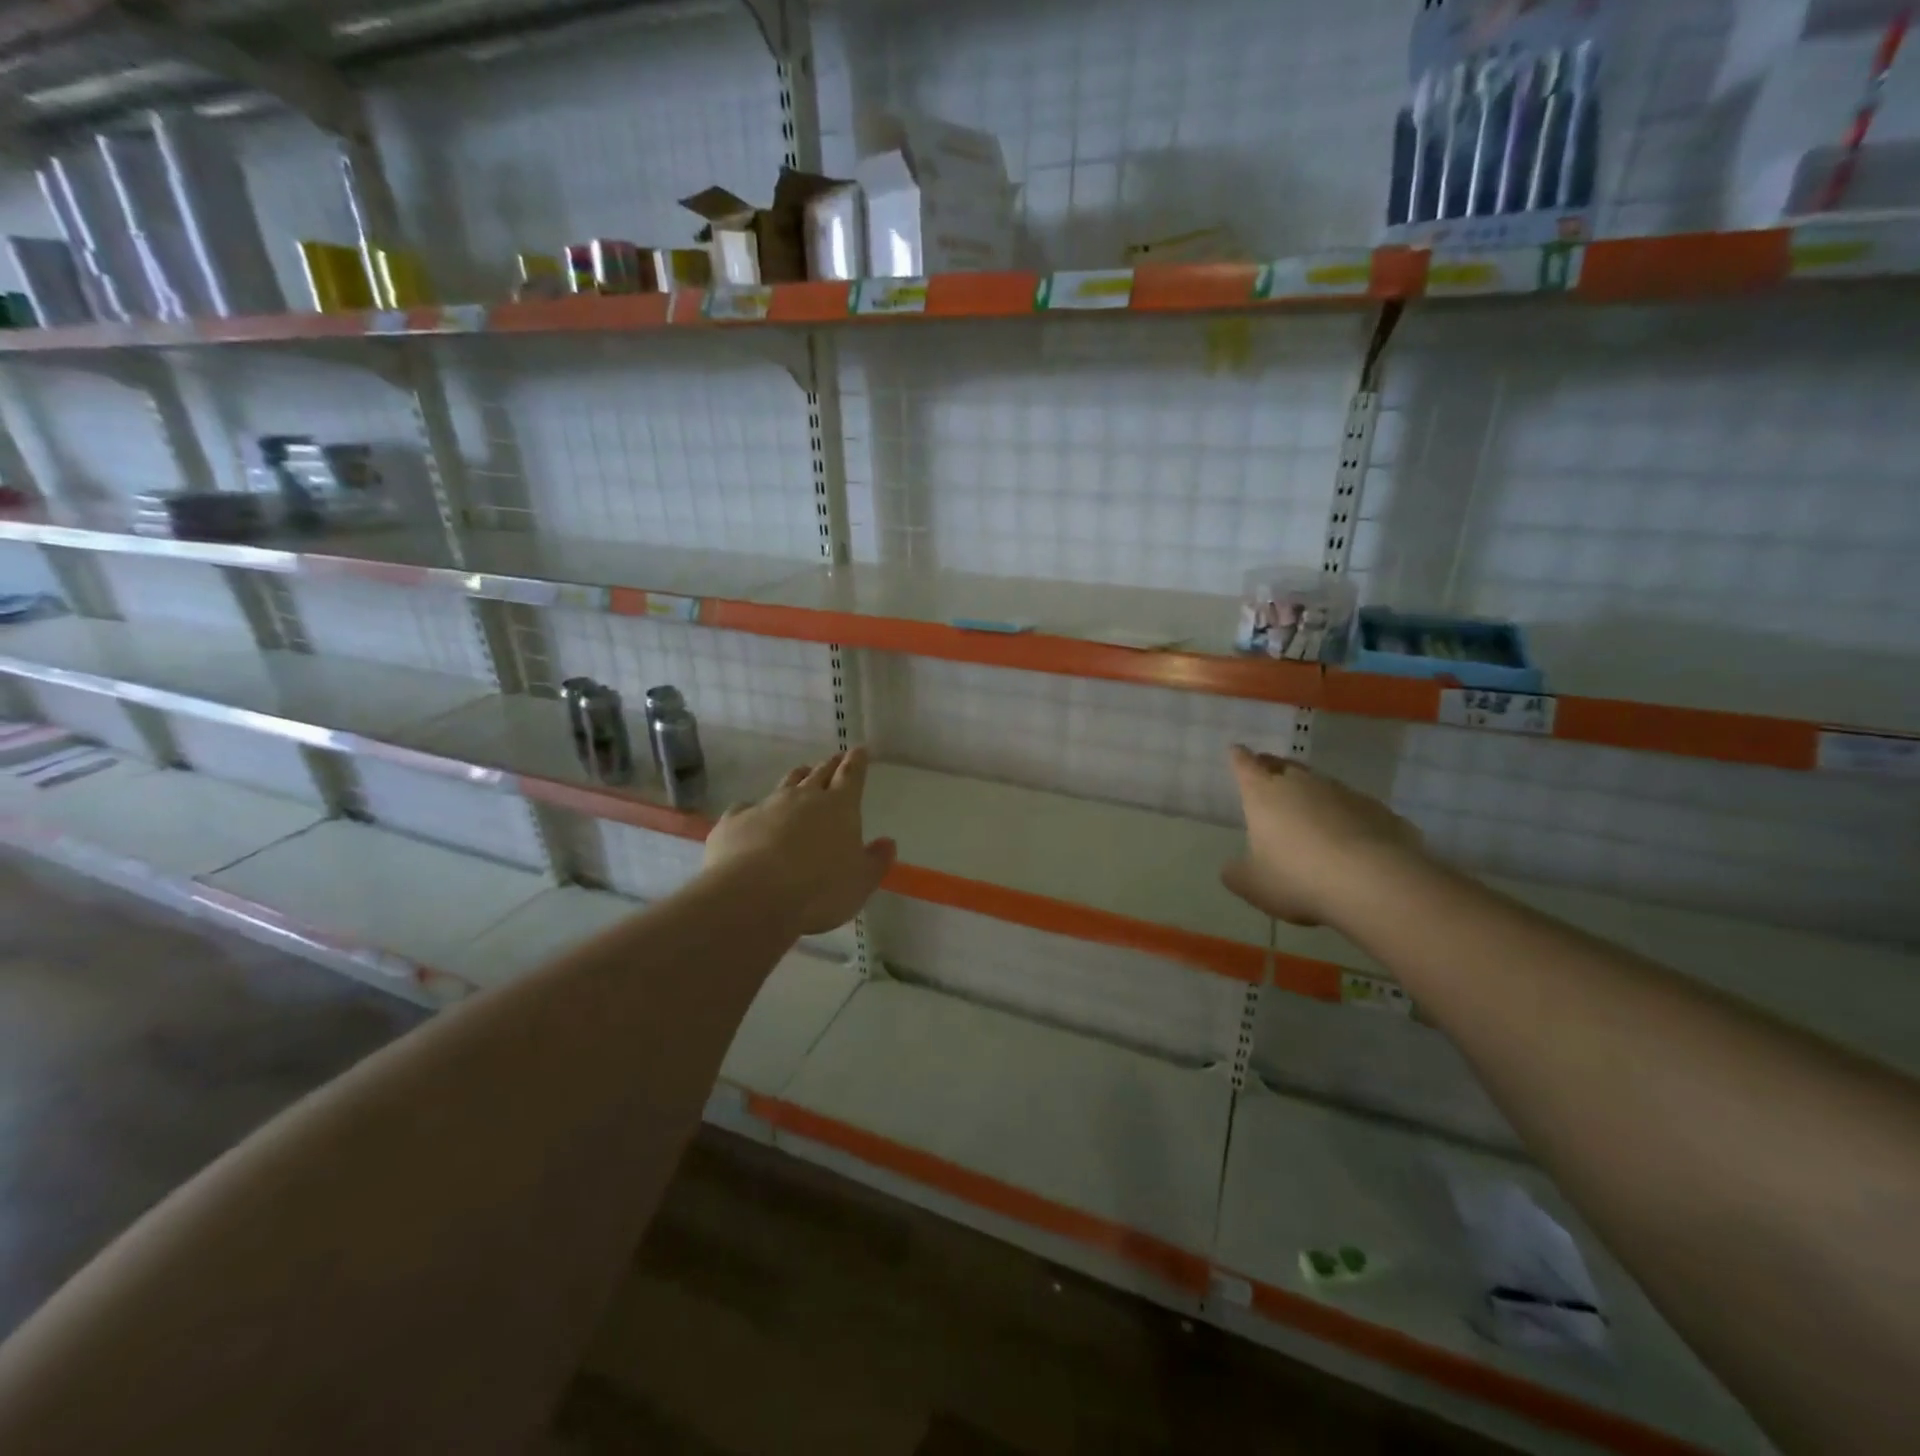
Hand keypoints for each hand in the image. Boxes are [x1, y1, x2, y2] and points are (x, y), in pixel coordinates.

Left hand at [704, 747, 896, 935]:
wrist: (752, 896)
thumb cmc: (819, 889)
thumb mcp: (861, 882)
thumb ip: (876, 861)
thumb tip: (887, 842)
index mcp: (839, 807)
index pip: (851, 775)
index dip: (856, 762)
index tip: (859, 749)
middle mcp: (803, 798)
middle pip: (819, 774)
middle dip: (829, 765)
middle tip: (834, 759)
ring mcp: (766, 806)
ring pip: (786, 784)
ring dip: (796, 778)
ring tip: (801, 774)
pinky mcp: (734, 821)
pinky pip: (745, 808)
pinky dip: (752, 809)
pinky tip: (749, 814)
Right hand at [1221, 744, 1424, 927]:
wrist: (1375, 883)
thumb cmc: (1298, 878)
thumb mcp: (1252, 884)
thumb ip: (1237, 872)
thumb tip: (1233, 867)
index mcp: (1264, 794)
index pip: (1245, 766)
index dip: (1239, 758)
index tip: (1236, 750)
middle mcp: (1302, 784)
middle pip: (1284, 766)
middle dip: (1273, 768)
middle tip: (1267, 773)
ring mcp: (1344, 794)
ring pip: (1321, 785)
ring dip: (1312, 793)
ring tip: (1309, 811)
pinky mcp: (1379, 810)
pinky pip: (1354, 808)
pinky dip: (1346, 816)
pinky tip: (1349, 837)